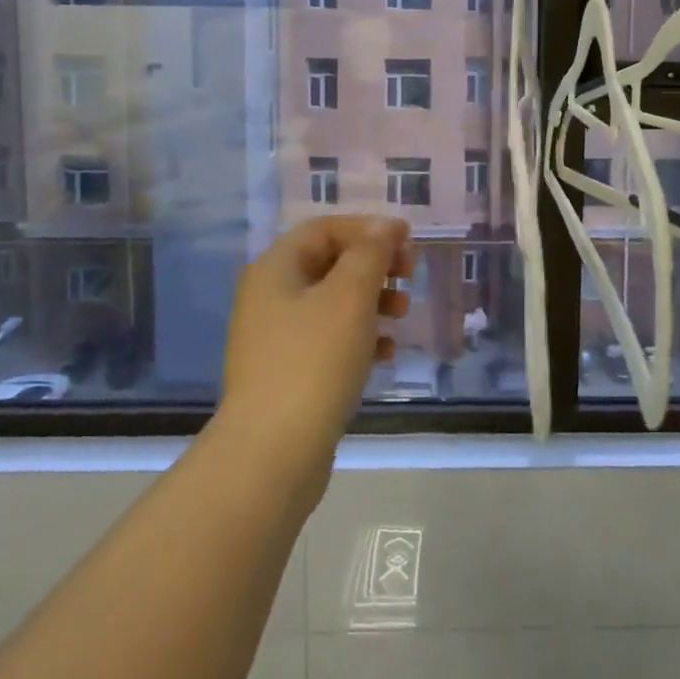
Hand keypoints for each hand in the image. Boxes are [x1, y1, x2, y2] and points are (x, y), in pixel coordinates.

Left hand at [217, 215, 414, 465]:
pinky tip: (385, 354)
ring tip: (403, 314)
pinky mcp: (288, 372)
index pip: (325, 229)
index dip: (369, 228)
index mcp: (276, 268)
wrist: (272, 452)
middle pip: (330, 262)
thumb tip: (387, 225)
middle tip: (409, 275)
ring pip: (333, 302)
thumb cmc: (314, 361)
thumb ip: (371, 253)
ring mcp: (276, 337)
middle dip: (374, 265)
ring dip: (372, 300)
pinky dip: (360, 337)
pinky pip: (329, 340)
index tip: (408, 241)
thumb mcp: (349, 297)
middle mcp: (270, 296)